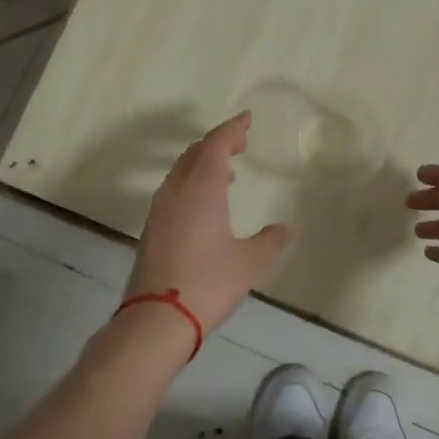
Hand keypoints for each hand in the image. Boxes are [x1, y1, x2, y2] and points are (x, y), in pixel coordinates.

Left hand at [125, 112, 292, 333]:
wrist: (156, 319)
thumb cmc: (209, 283)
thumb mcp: (249, 262)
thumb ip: (270, 240)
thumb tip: (286, 228)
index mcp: (202, 188)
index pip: (216, 144)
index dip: (232, 128)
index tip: (247, 119)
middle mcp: (177, 191)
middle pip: (195, 153)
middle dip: (218, 142)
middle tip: (240, 141)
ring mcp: (160, 209)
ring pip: (181, 172)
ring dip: (203, 163)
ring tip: (226, 171)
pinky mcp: (152, 229)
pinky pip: (174, 190)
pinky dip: (192, 183)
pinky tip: (206, 203)